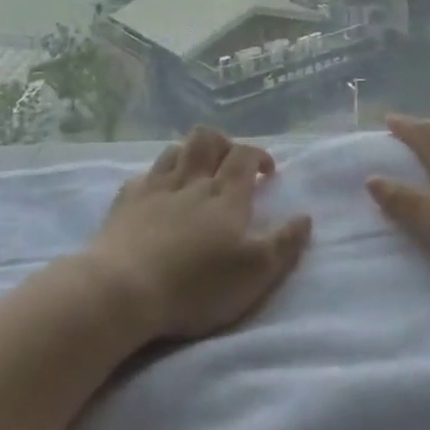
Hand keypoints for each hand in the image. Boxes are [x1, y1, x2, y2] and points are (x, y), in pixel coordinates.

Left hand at [85, 126, 311, 340]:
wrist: (123, 290)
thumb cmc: (196, 285)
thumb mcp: (254, 274)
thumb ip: (284, 244)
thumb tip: (305, 216)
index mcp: (225, 194)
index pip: (245, 155)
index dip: (258, 156)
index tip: (266, 172)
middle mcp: (192, 180)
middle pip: (207, 139)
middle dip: (222, 143)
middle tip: (230, 163)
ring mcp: (155, 187)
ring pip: (175, 150)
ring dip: (189, 154)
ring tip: (196, 173)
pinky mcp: (126, 201)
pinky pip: (144, 175)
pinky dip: (156, 177)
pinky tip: (157, 193)